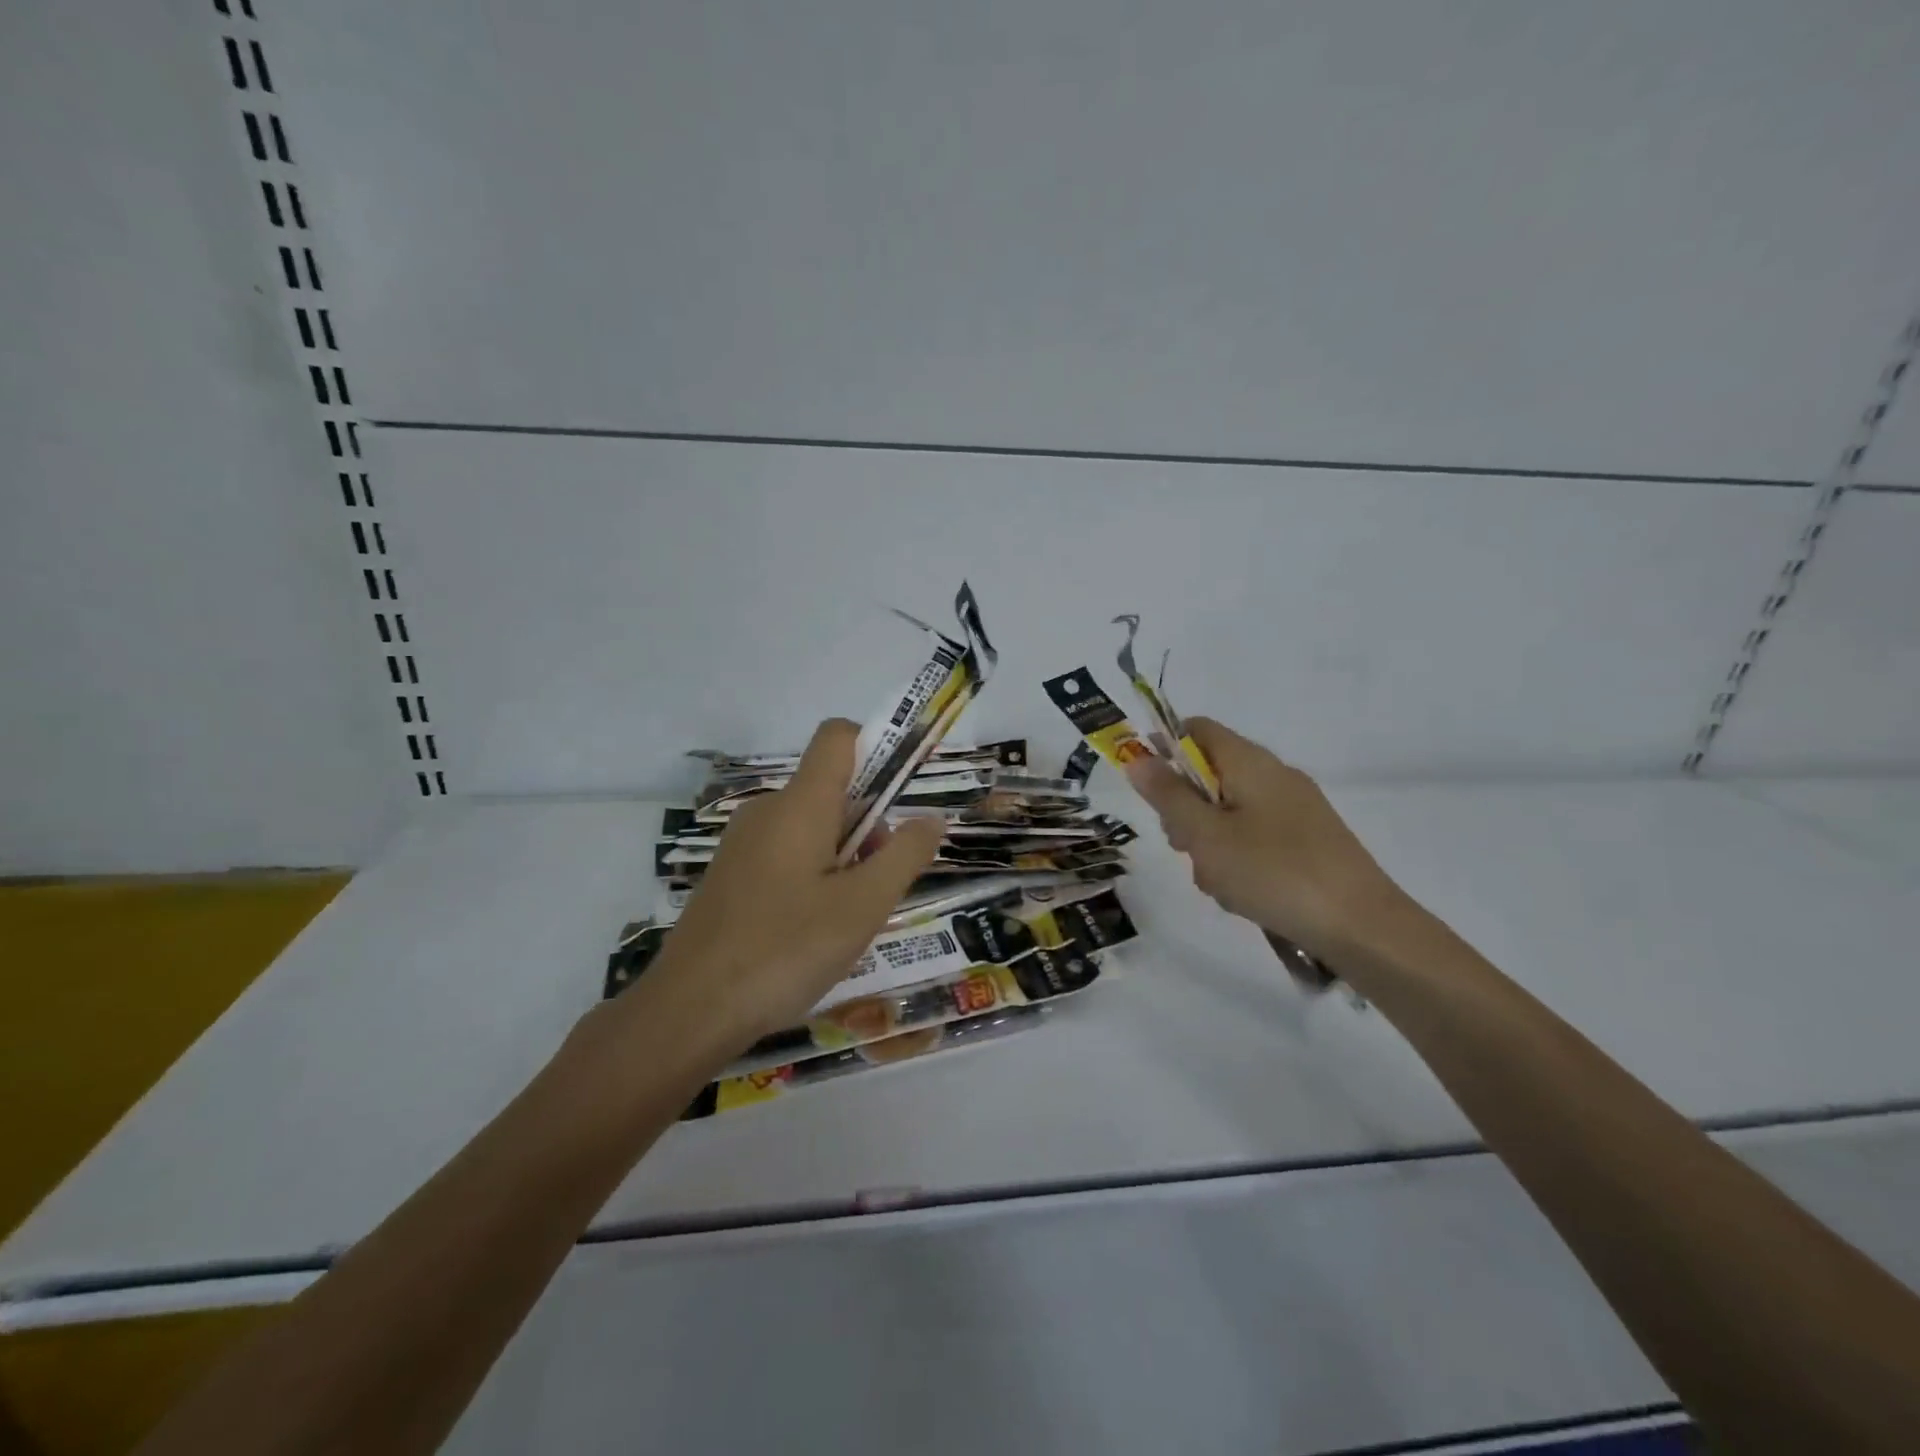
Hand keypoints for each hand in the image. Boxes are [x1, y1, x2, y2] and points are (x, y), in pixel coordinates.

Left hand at [638, 719, 943, 1047]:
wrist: (690, 1010)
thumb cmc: (786, 949)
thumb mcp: (864, 906)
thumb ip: (905, 855)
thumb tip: (932, 818)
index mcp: (801, 804)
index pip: (838, 736)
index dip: (876, 745)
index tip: (901, 792)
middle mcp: (768, 810)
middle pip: (833, 791)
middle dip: (869, 827)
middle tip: (877, 888)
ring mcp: (743, 843)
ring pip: (811, 827)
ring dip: (844, 858)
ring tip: (847, 920)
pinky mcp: (730, 874)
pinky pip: (786, 854)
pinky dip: (813, 875)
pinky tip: (811, 931)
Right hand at [1123, 717, 1410, 961]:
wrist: (1362, 927)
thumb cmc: (1273, 872)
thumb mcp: (1205, 835)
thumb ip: (1168, 795)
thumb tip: (1137, 757)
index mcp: (1250, 762)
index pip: (1196, 729)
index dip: (1164, 749)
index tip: (1148, 790)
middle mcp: (1274, 775)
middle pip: (1210, 774)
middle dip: (1185, 809)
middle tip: (1183, 846)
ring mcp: (1295, 809)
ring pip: (1229, 812)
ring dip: (1209, 841)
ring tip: (1216, 881)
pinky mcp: (1308, 841)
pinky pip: (1255, 837)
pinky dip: (1237, 858)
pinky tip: (1242, 894)